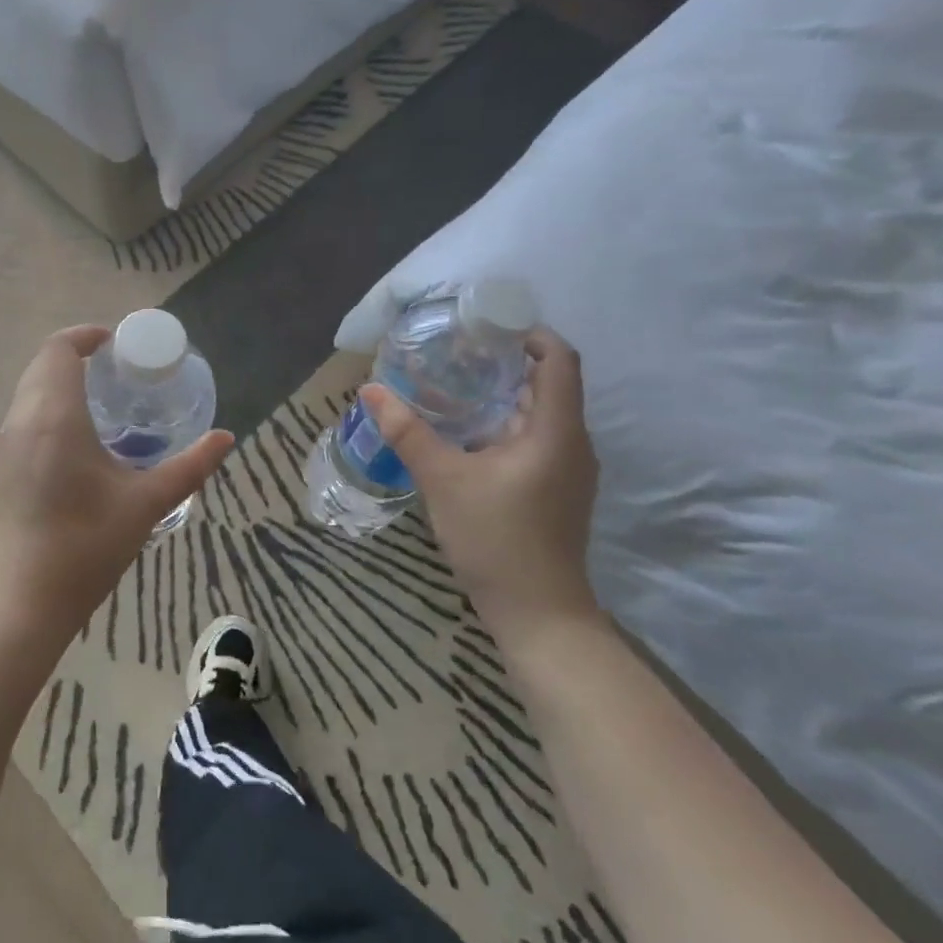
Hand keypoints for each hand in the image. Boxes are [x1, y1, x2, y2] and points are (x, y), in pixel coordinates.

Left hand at [0, 325, 232, 647]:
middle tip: (116, 372)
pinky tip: (75, 441)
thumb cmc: (87, 546)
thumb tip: (226, 438)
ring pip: (28, 391)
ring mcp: (3, 445)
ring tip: (101, 403)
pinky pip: (21, 417)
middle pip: (42, 364)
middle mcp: (21, 420)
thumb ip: (190, 466)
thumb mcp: (146, 504)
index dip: (85, 336)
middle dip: (76, 356)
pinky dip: (46, 408)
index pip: (59, 349)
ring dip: (59, 382)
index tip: (116, 345)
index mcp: (54, 416)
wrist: (22, 602)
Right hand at [362, 327, 600, 644]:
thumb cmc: (497, 539)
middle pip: (548, 383)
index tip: (488, 326)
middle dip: (506, 362)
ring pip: (540, 414)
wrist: (539, 616)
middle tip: (457, 351)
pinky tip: (466, 432)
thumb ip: (407, 431)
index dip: (530, 334)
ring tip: (454, 384)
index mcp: (556, 430)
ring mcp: (568, 469)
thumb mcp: (443, 479)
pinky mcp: (557, 490)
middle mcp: (572, 443)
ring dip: (502, 395)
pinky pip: (535, 438)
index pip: (559, 360)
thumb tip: (370, 390)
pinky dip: (504, 424)